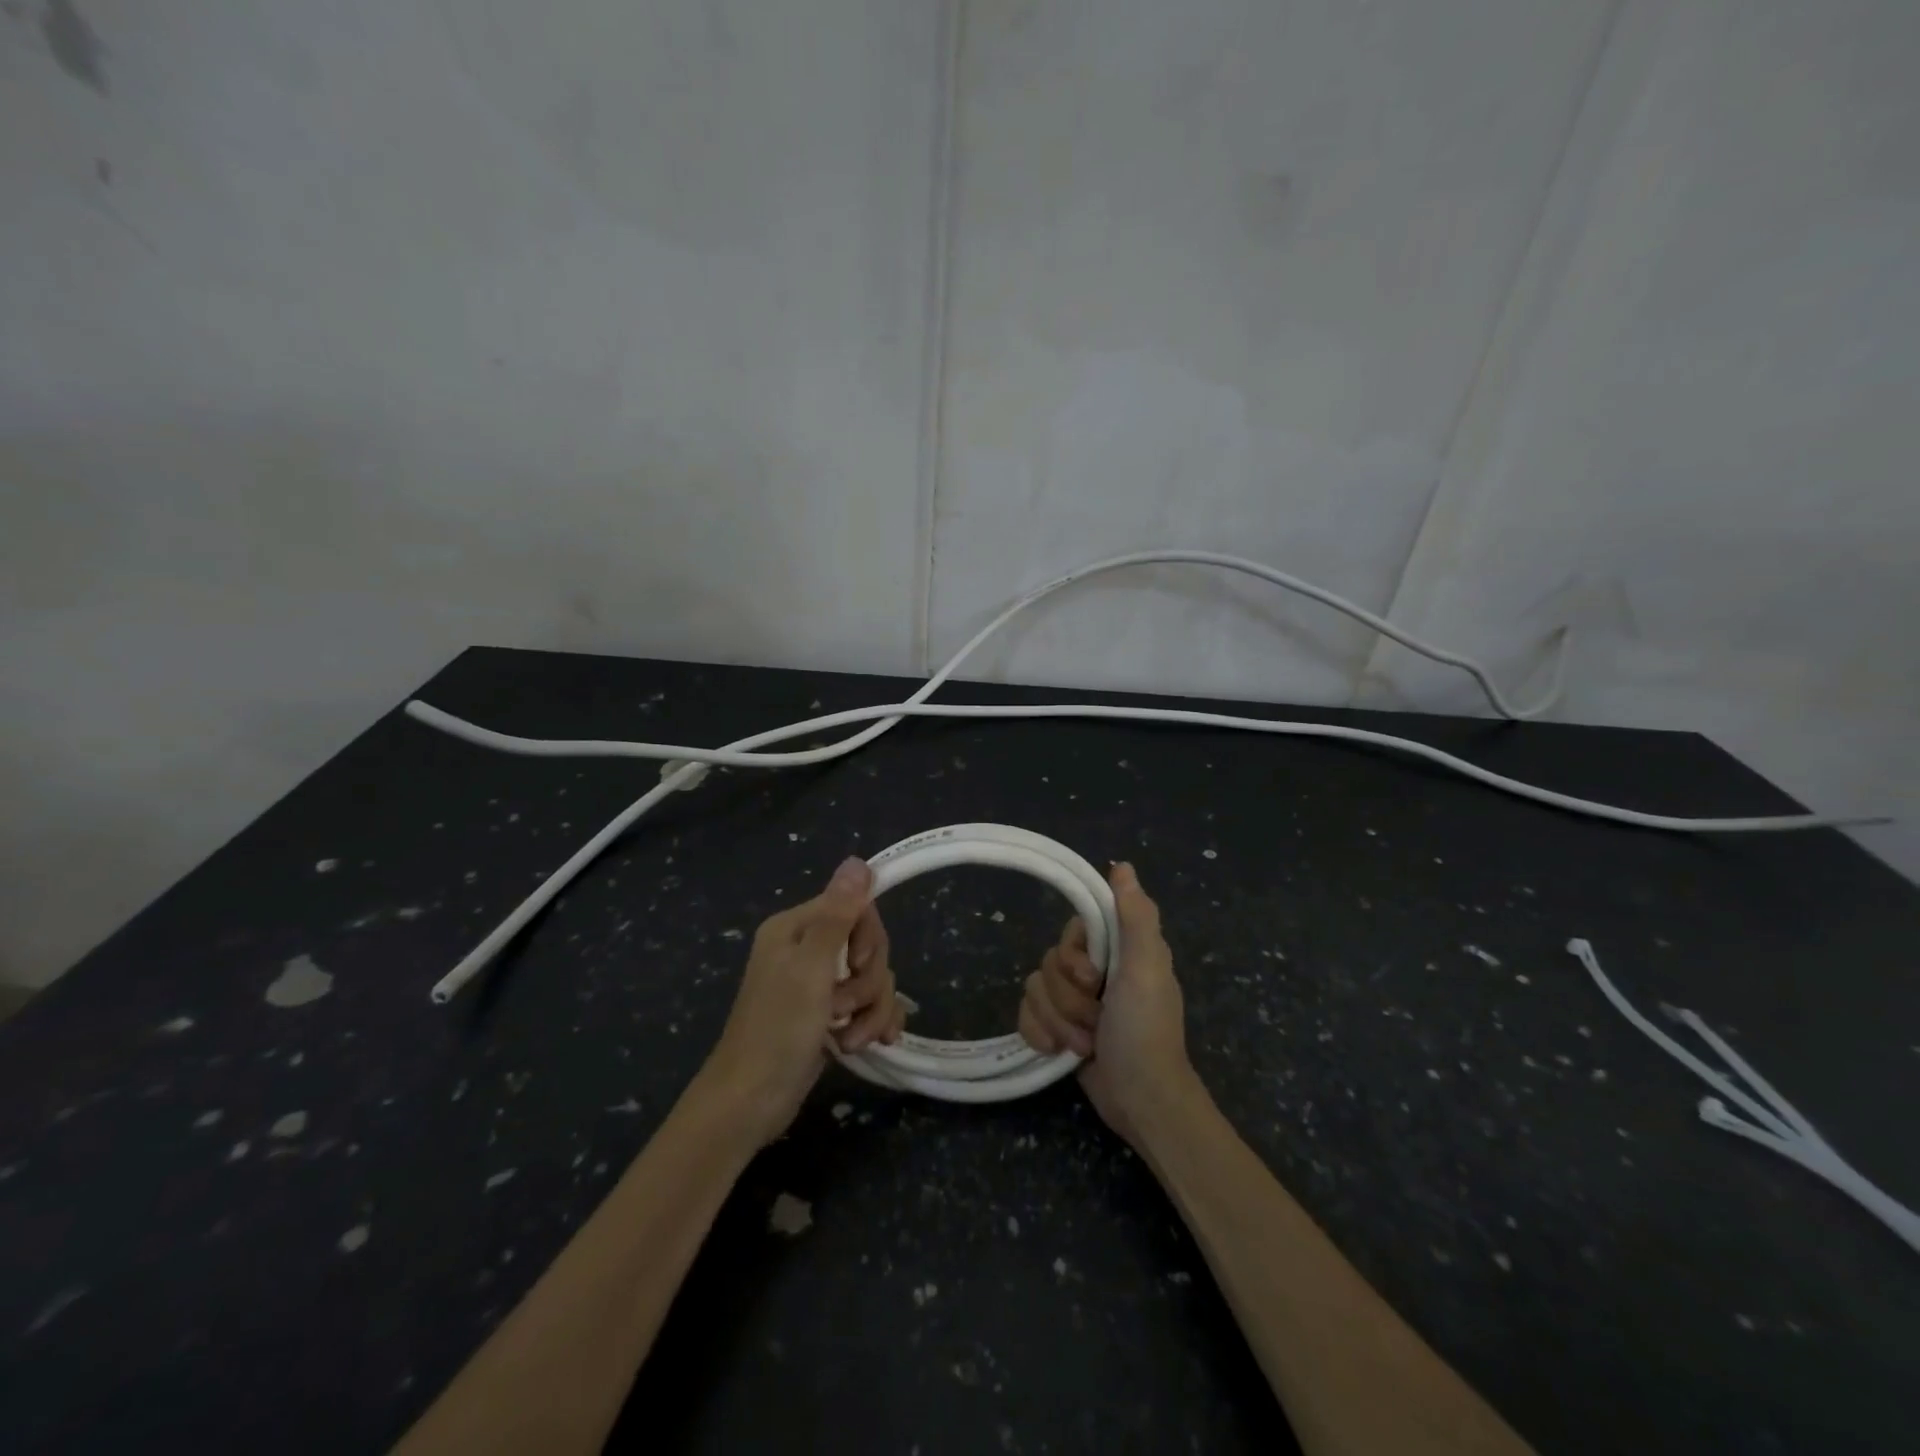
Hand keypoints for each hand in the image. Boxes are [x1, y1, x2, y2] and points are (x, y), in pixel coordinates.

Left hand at [701, 856, 905, 1145]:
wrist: (749, 1104)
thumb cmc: (777, 1030)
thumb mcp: (811, 968)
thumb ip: (838, 914)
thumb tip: (858, 860)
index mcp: (796, 928)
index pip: (855, 907)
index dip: (868, 937)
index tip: (857, 964)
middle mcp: (807, 950)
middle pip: (867, 945)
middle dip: (868, 981)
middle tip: (844, 1006)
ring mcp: (817, 985)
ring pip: (872, 979)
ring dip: (870, 1009)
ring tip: (849, 1038)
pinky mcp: (828, 1016)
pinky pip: (869, 1005)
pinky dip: (872, 1023)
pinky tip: (870, 1044)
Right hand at [1016, 862, 1195, 1148]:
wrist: (1139, 1100)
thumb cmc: (1145, 1031)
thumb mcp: (1146, 968)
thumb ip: (1135, 916)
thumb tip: (1121, 865)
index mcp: (1119, 951)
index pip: (1073, 931)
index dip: (1073, 954)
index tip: (1091, 977)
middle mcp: (1096, 971)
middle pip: (1050, 962)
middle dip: (1068, 999)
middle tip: (1097, 1019)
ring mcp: (1074, 1002)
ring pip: (1035, 990)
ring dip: (1058, 1022)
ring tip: (1086, 1044)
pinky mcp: (1057, 1029)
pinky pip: (1025, 1015)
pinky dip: (1040, 1035)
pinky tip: (1057, 1053)